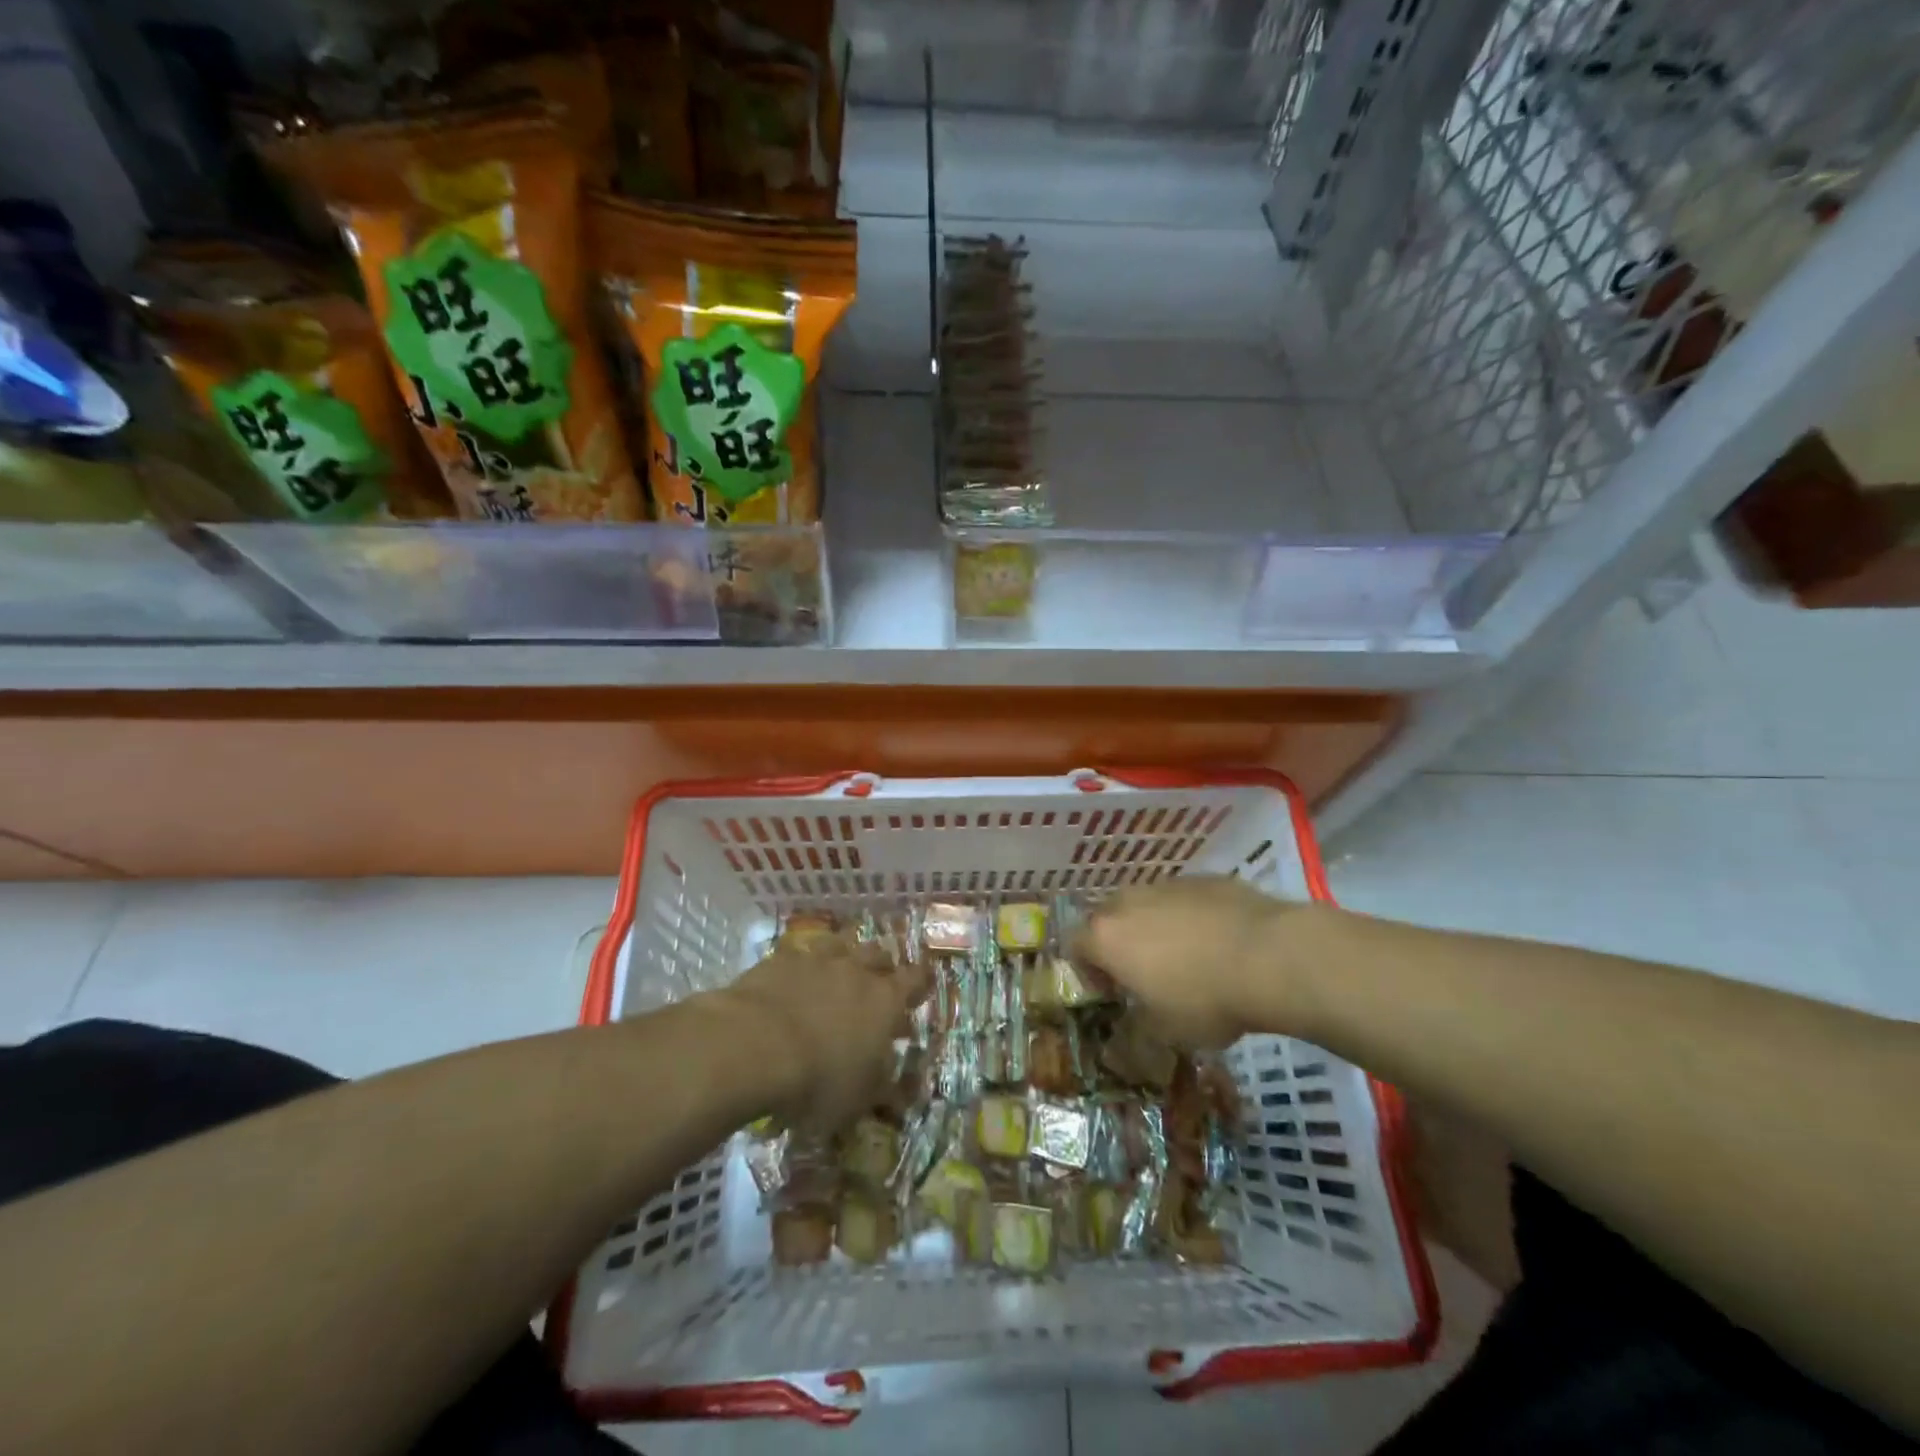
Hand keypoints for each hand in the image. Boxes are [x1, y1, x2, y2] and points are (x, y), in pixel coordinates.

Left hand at [720, 932, 927, 1131]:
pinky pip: (800, 953)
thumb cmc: (817, 1079)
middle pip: (879, 954)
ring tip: (838, 971)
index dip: (920, 981)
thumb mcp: (858, 1100)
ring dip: (844, 955)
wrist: (754, 1046)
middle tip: (877, 983)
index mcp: (885, 1001)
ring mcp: (818, 959)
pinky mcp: (781, 959)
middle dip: (881, 966)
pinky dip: (803, 964)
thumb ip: (883, 1089)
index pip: (915, 979)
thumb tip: (902, 1092)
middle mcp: (857, 970)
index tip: (921, 987)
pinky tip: (794, 977)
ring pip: (841, 943)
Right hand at [1073, 876, 1328, 1046]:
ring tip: (1185, 957)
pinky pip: (1183, 898)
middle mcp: (1128, 901)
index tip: (1112, 994)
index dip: (1088, 972)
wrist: (1270, 956)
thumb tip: (1130, 1035)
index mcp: (1107, 937)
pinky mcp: (1204, 878)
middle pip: (1108, 918)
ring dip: (1153, 927)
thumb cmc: (1205, 999)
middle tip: (1144, 974)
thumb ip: (1137, 1029)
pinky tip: (1217, 941)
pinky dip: (1189, 916)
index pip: (1075, 946)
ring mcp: (1167, 885)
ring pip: (1147, 904)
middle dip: (1119, 943)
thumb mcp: (1165, 1032)